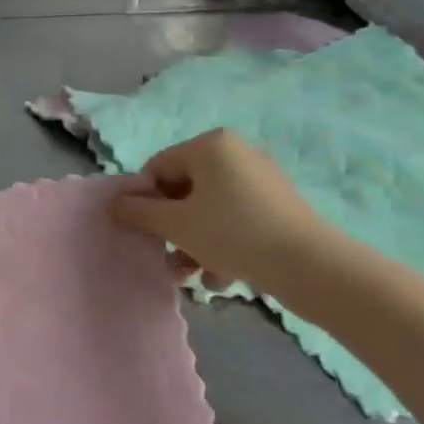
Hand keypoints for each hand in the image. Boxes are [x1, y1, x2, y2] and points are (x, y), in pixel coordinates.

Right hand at [110, 130, 328, 287]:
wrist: (311, 267)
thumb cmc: (233, 234)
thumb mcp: (176, 224)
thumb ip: (138, 212)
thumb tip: (113, 204)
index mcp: (211, 145)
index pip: (158, 167)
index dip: (146, 201)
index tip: (146, 233)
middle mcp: (236, 153)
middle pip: (184, 190)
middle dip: (172, 229)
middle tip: (169, 260)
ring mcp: (260, 180)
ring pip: (209, 210)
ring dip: (194, 243)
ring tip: (193, 277)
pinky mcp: (278, 207)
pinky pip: (236, 220)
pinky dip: (222, 245)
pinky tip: (221, 278)